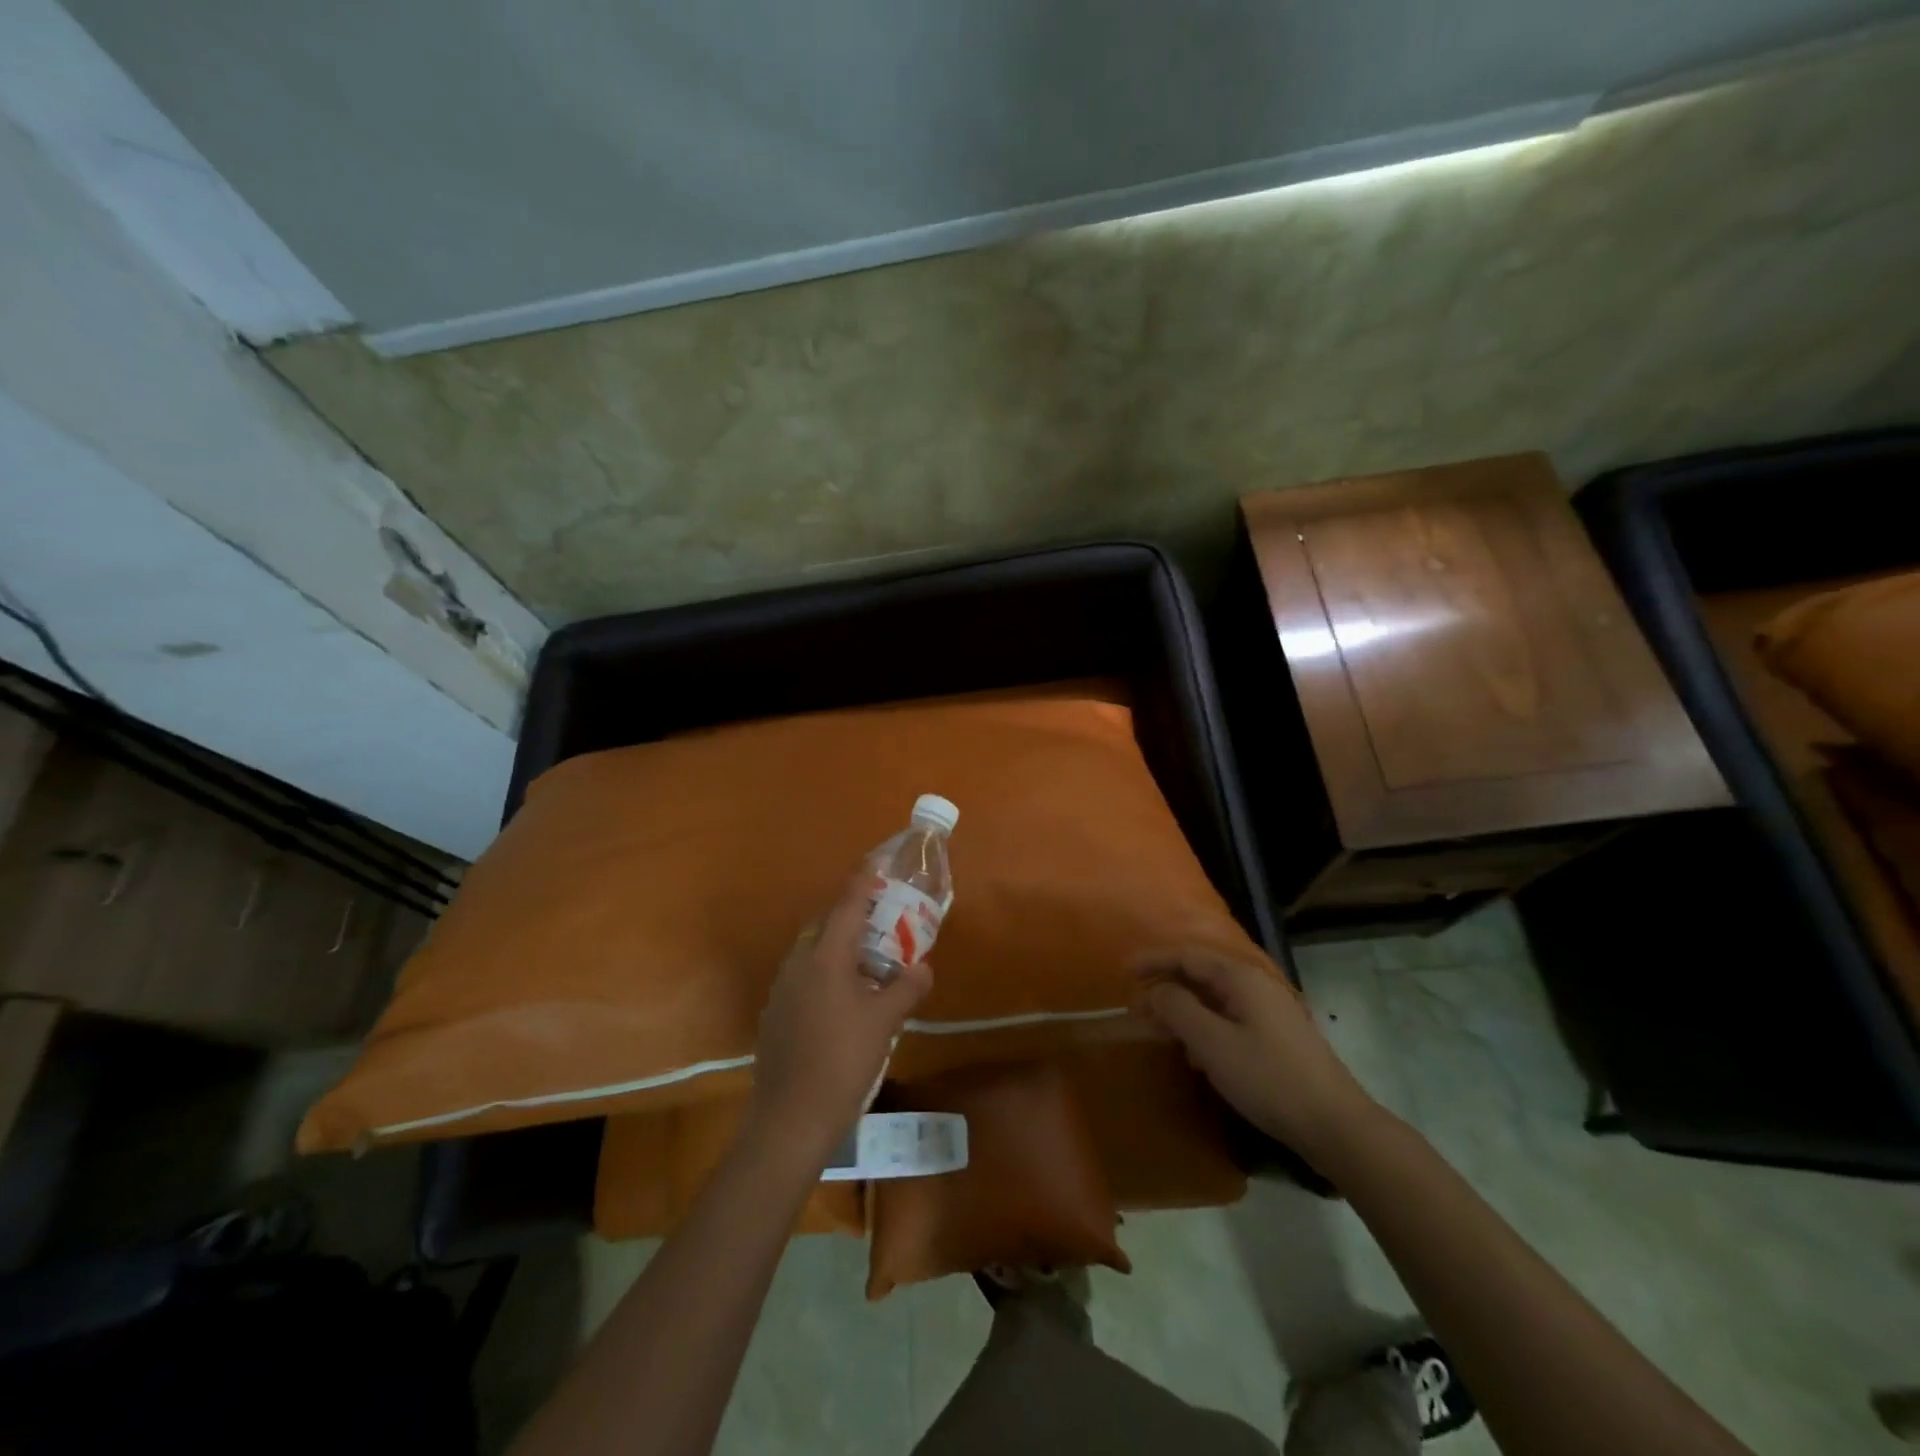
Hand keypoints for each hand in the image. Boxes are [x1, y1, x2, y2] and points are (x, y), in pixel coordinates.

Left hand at [749, 871, 933, 1164]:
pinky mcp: (775, 1014)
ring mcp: (782, 989)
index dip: (863, 882)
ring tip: (868, 964)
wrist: (790, 1118)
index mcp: (825, 957)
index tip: (876, 864)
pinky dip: (825, 974)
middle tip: (883, 923)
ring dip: (839, 948)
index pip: (847, 906)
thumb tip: (923, 967)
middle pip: (826, 926)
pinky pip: (803, 977)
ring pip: (813, 953)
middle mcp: (798, 963)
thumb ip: (906, 988)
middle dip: (853, 918)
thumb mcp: (884, 1023)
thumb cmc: (842, 1060)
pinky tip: (843, 1001)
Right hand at [1135, 948, 1379, 1168]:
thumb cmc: (1267, 1078)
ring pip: (1215, 1000)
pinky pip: (1229, 1019)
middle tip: (1136, 1009)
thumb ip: (1177, 1009)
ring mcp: (1270, 1012)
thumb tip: (1156, 991)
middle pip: (1201, 975)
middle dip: (1166, 988)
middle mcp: (1256, 985)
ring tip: (1159, 1032)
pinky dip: (1204, 1028)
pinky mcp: (1277, 1038)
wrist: (1334, 1125)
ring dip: (1183, 1011)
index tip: (1124, 970)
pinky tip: (1196, 1056)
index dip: (1153, 960)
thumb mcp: (1212, 1043)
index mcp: (1240, 978)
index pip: (1187, 956)